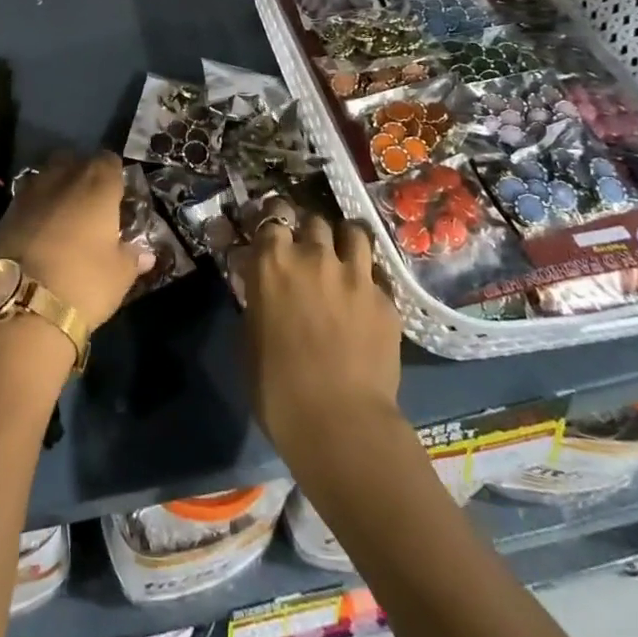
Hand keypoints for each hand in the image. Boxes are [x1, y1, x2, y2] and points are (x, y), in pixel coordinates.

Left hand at [0, 152, 152, 332]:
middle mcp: (62, 178)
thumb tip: (143, 254)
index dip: (114, 175)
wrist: (23, 306)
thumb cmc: (84, 283)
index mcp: (97, 185)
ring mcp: (29, 193)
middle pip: (73, 160)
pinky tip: (38, 233)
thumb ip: (132, 257)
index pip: (109, 160)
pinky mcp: (4, 214)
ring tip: (62, 216)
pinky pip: (25, 200)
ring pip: (45, 176)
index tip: (118, 195)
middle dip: (81, 175)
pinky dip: (33, 209)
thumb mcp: (120, 275)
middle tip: (90, 203)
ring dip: (55, 188)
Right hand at [240, 213, 402, 459]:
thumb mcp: (251, 333)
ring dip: (344, 240)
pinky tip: (365, 296)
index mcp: (273, 262)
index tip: (273, 227)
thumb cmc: (276, 386)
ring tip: (342, 255)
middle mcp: (315, 256)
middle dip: (309, 230)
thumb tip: (259, 280)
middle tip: (306, 249)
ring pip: (353, 232)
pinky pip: (377, 273)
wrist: (339, 422)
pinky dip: (368, 278)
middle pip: (314, 219)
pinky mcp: (386, 299)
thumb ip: (257, 295)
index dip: (273, 217)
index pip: (272, 214)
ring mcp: (355, 274)